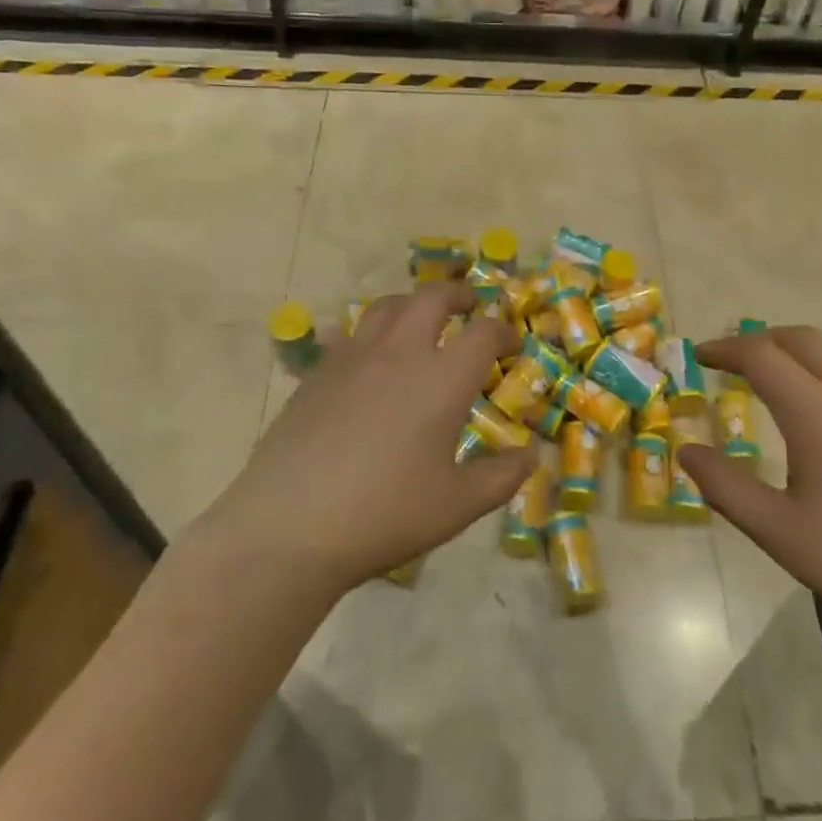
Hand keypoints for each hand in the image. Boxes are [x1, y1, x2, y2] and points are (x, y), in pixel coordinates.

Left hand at [203, 283, 534, 596]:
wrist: (290, 525)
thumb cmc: (385, 514)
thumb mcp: (457, 506)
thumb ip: (502, 477)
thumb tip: (531, 454)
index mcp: (442, 378)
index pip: (484, 333)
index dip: (504, 332)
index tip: (512, 343)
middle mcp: (400, 353)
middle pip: (433, 298)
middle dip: (458, 295)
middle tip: (470, 305)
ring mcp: (354, 357)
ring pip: (388, 306)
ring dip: (413, 303)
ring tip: (422, 319)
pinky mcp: (319, 371)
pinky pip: (352, 333)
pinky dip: (374, 332)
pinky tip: (371, 359)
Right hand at [677, 327, 821, 662]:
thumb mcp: (780, 533)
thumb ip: (725, 487)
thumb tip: (687, 451)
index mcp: (819, 413)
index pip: (762, 355)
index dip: (726, 349)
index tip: (700, 358)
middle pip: (803, 339)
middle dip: (761, 340)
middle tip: (732, 364)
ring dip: (797, 357)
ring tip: (773, 389)